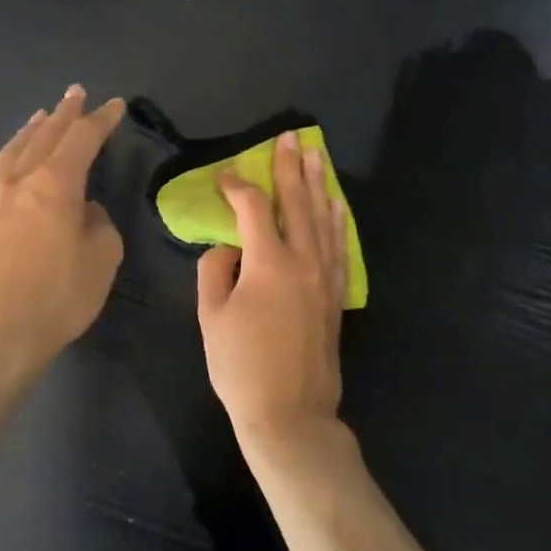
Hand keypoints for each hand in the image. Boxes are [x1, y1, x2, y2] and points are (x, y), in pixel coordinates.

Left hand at [0, 85, 125, 376]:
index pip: (82, 140)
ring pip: (12, 152)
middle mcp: (18, 182)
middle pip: (44, 136)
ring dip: (31, 131)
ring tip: (41, 118)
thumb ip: (98, 225)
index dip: (101, 121)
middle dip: (64, 114)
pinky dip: (11, 159)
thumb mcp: (101, 261)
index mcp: (55, 185)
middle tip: (75, 94)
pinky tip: (13, 167)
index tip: (114, 105)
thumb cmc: (56, 299)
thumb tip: (84, 211)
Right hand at [197, 131, 357, 482]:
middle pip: (298, 203)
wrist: (290, 413)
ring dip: (317, 185)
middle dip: (290, 167)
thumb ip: (214, 271)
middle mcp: (304, 261)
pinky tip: (336, 205)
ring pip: (324, 219)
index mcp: (269, 263)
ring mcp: (326, 278)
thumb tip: (226, 247)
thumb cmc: (241, 367)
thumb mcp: (211, 318)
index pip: (254, 209)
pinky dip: (337, 222)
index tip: (224, 177)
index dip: (238, 187)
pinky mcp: (336, 296)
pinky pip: (340, 248)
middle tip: (290, 136)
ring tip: (315, 155)